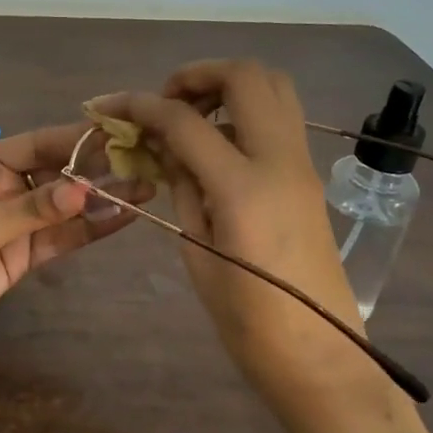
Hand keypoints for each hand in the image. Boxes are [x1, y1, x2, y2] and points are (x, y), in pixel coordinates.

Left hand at [0, 124, 146, 349]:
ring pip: (67, 206)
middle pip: (60, 173)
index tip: (121, 134)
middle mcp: (8, 185)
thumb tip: (85, 191)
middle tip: (145, 163)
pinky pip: (62, 236)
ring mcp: (18, 220)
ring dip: (102, 199)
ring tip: (146, 189)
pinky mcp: (25, 253)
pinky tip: (122, 217)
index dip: (80, 139)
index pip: (41, 143)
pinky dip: (90, 228)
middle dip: (99, 170)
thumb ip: (34, 209)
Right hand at [90, 60, 377, 403]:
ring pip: (274, 87)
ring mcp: (303, 164)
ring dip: (227, 86)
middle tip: (164, 102)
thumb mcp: (198, 251)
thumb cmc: (249, 322)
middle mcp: (280, 160)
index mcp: (244, 187)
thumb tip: (165, 149)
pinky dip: (244, 111)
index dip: (141, 106)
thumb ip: (183, 188)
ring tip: (190, 117)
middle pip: (246, 76)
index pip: (185, 121)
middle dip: (197, 75)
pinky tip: (216, 144)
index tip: (110, 107)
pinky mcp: (309, 176)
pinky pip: (280, 118)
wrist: (322, 358)